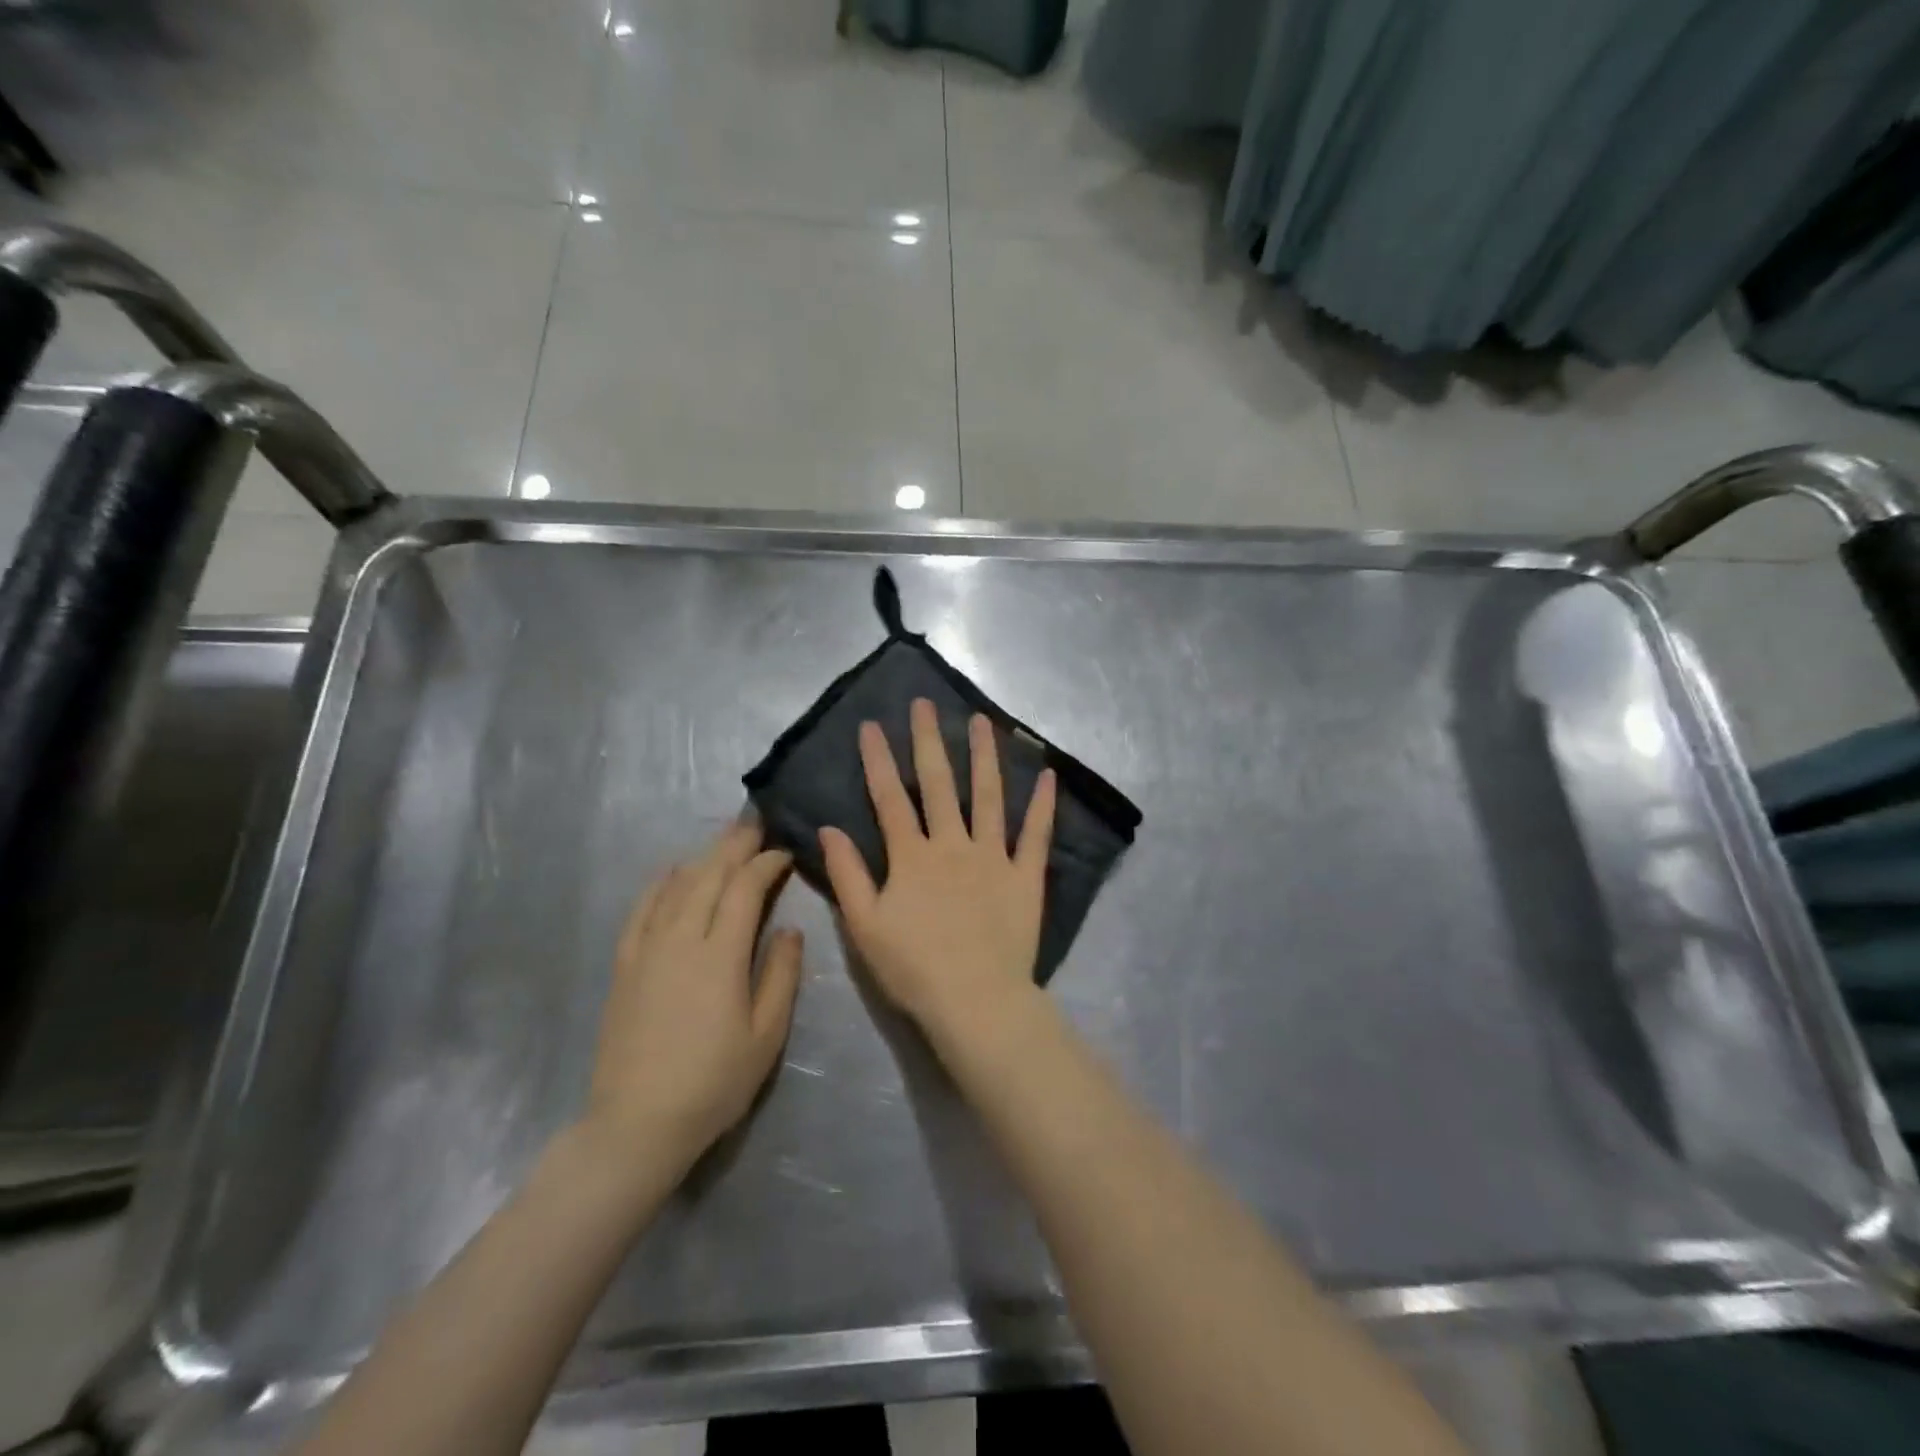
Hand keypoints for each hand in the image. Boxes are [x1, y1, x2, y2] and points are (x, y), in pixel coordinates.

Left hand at [584, 823, 802, 1171]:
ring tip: (724, 839)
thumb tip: (789, 930)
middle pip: (709, 876)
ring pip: (677, 887)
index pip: (744, 890)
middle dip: (735, 846)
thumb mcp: (766, 1036)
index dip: (766, 864)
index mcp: (720, 955)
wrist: (637, 1124)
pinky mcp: (625, 966)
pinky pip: (640, 910)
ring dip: (703, 857)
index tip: (785, 851)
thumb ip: (781, 975)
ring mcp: (647, 950)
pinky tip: (671, 870)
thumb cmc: (713, 1083)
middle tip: (755, 823)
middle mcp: (680, 940)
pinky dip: (658, 884)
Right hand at [820, 699, 1055, 1052]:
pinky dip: (1042, 806)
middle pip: (938, 784)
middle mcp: (953, 844)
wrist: (975, 1001)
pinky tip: (1048, 775)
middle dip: (929, 741)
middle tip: (925, 704)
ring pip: (988, 797)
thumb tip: (829, 829)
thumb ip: (847, 875)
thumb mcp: (864, 926)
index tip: (871, 725)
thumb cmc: (913, 968)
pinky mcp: (1025, 876)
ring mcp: (993, 857)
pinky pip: (1035, 835)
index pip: (889, 798)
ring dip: (984, 757)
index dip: (878, 760)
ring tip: (982, 721)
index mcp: (912, 857)